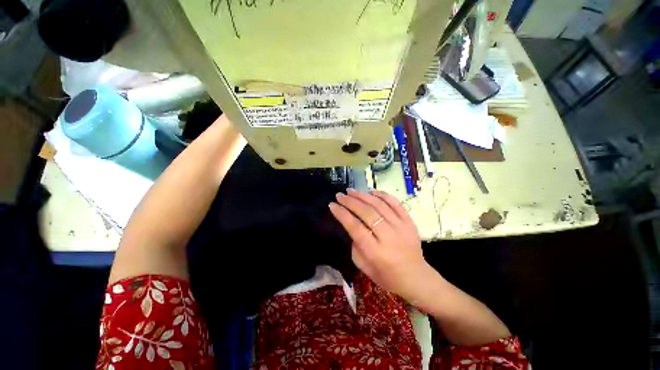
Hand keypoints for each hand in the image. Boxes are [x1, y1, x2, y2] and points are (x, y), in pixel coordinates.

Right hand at [329, 189, 432, 301]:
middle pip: (366, 213)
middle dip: (350, 201)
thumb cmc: (387, 276)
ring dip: (363, 196)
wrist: (416, 278)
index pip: (355, 227)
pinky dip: (382, 195)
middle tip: (339, 195)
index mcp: (375, 252)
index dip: (342, 214)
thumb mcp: (364, 267)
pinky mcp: (409, 222)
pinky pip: (395, 203)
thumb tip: (350, 225)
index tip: (332, 205)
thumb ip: (355, 246)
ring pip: (379, 205)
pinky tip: (371, 192)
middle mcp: (388, 237)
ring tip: (351, 191)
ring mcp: (401, 227)